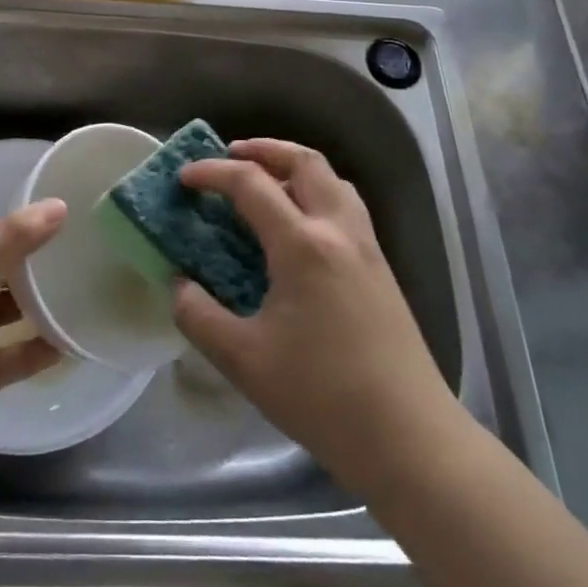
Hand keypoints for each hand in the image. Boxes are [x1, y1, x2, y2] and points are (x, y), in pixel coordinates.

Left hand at [0, 199, 64, 498]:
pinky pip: (12, 358)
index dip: (25, 229)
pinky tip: (72, 343)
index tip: (71, 224)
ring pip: (8, 316)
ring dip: (40, 310)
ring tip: (87, 297)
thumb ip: (13, 240)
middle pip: (1, 275)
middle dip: (37, 270)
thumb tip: (59, 204)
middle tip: (89, 260)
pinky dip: (37, 351)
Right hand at [173, 140, 468, 504]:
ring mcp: (367, 247)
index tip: (183, 178)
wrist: (408, 436)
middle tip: (230, 157)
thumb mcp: (243, 360)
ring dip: (295, 167)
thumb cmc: (321, 395)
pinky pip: (347, 206)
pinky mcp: (382, 269)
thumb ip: (199, 316)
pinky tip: (300, 227)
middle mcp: (339, 231)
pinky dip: (317, 193)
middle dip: (264, 149)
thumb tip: (179, 286)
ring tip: (266, 182)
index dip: (212, 173)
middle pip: (305, 162)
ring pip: (333, 180)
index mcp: (303, 245)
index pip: (251, 184)